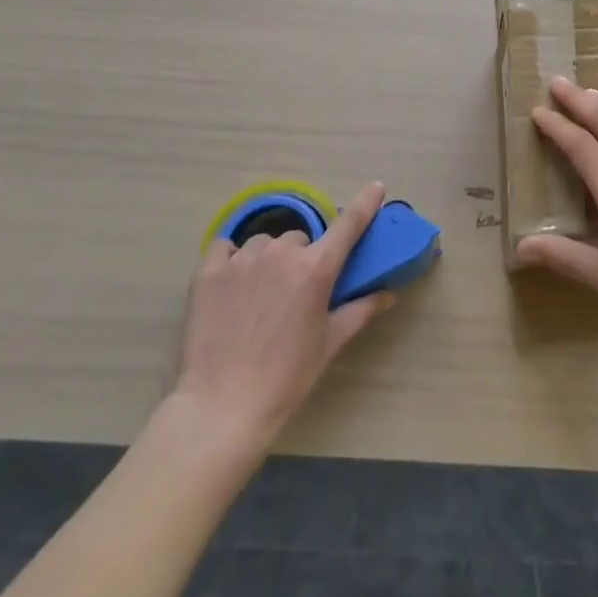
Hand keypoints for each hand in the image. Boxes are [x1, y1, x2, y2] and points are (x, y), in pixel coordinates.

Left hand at [172, 183, 394, 447]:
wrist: (221, 409)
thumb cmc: (285, 379)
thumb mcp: (329, 344)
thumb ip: (360, 311)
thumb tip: (388, 294)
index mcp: (316, 269)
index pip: (348, 224)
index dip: (365, 203)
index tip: (375, 187)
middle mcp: (282, 253)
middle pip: (300, 239)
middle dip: (301, 258)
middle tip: (293, 293)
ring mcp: (243, 259)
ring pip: (264, 243)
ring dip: (268, 259)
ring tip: (259, 296)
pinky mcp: (209, 270)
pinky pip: (226, 247)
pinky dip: (231, 258)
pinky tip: (231, 284)